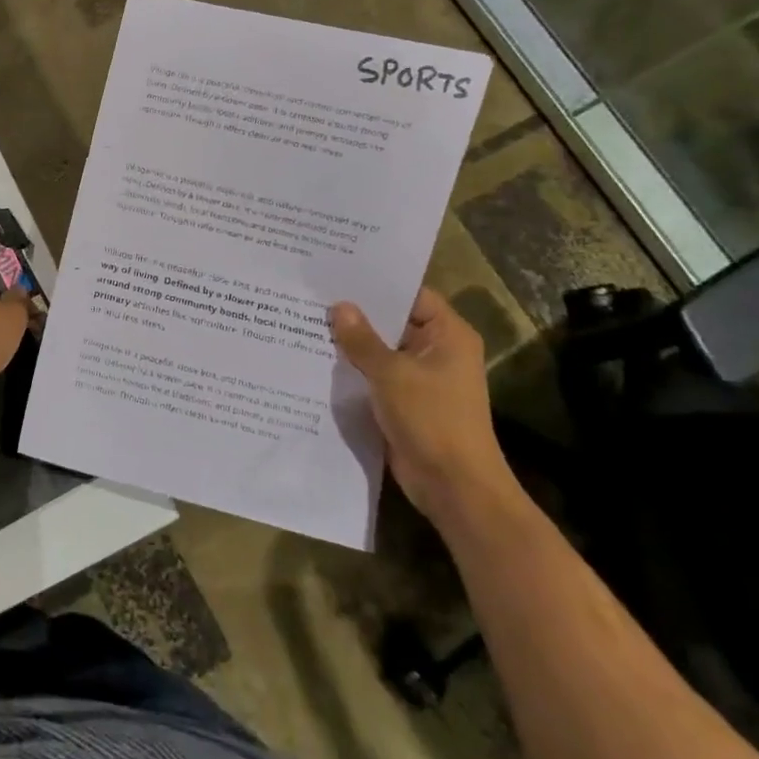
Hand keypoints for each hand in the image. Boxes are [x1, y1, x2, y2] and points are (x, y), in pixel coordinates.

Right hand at [329, 288, 520, 528]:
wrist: (452, 485)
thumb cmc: (431, 419)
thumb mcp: (392, 374)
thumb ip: (362, 340)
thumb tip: (339, 307)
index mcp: (447, 336)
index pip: (411, 295)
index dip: (377, 284)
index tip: (338, 274)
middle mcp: (436, 352)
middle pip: (392, 322)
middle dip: (356, 314)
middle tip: (312, 296)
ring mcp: (420, 378)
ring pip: (380, 351)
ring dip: (350, 344)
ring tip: (305, 323)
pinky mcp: (404, 402)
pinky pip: (375, 377)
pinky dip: (352, 370)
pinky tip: (316, 360)